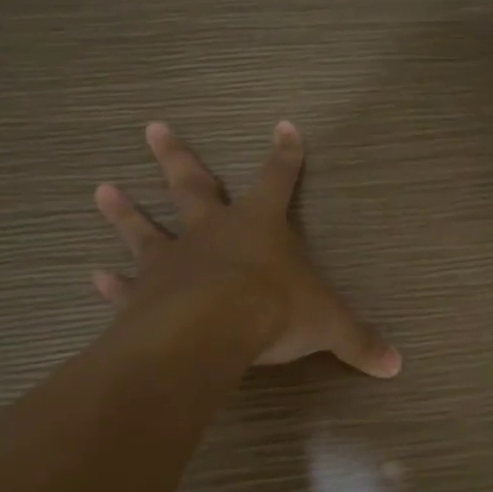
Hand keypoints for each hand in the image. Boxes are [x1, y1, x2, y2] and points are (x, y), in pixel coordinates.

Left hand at [91, 121, 401, 376]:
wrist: (210, 328)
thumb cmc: (274, 309)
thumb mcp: (329, 325)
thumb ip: (359, 342)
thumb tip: (396, 365)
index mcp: (260, 225)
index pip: (278, 179)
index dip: (285, 154)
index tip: (283, 126)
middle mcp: (212, 231)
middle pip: (193, 184)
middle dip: (176, 156)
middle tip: (152, 127)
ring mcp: (173, 259)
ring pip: (145, 227)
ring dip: (124, 210)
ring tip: (101, 189)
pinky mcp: (145, 293)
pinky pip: (127, 285)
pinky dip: (112, 283)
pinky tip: (95, 277)